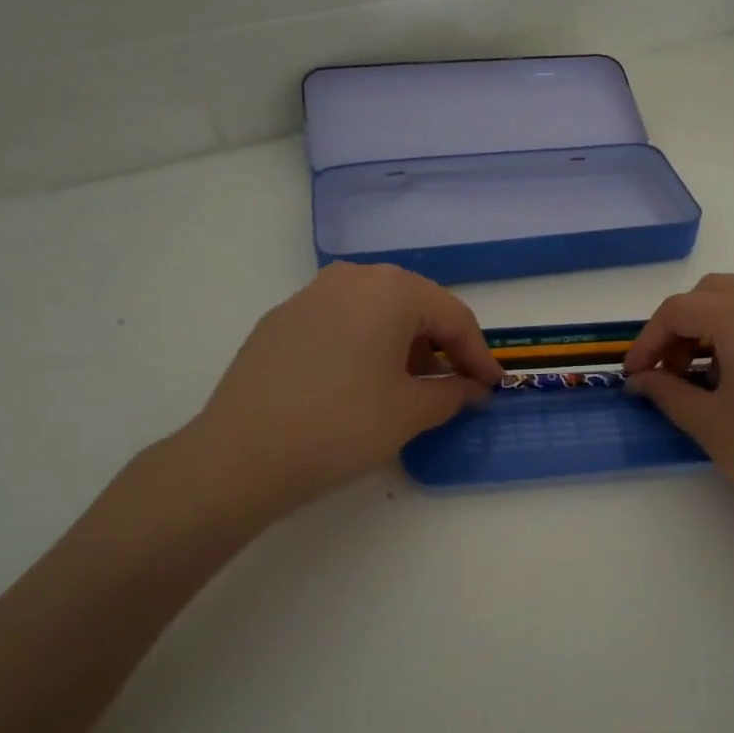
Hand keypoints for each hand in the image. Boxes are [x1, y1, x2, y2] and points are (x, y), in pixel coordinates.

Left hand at [147, 263, 501, 535]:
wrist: (240, 455)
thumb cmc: (342, 425)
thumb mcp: (410, 412)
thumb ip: (453, 393)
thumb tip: (472, 390)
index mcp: (391, 289)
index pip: (453, 316)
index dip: (478, 354)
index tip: (493, 387)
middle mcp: (351, 277)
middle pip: (414, 306)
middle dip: (440, 346)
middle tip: (454, 385)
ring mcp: (310, 295)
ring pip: (375, 311)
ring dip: (402, 344)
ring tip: (407, 386)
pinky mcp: (280, 320)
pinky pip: (340, 322)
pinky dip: (364, 345)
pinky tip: (359, 383)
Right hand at [623, 274, 733, 546]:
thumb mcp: (709, 425)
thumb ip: (667, 392)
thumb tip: (641, 380)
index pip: (679, 310)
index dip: (648, 340)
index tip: (635, 375)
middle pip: (717, 293)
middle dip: (686, 324)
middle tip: (675, 369)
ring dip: (724, 326)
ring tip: (718, 374)